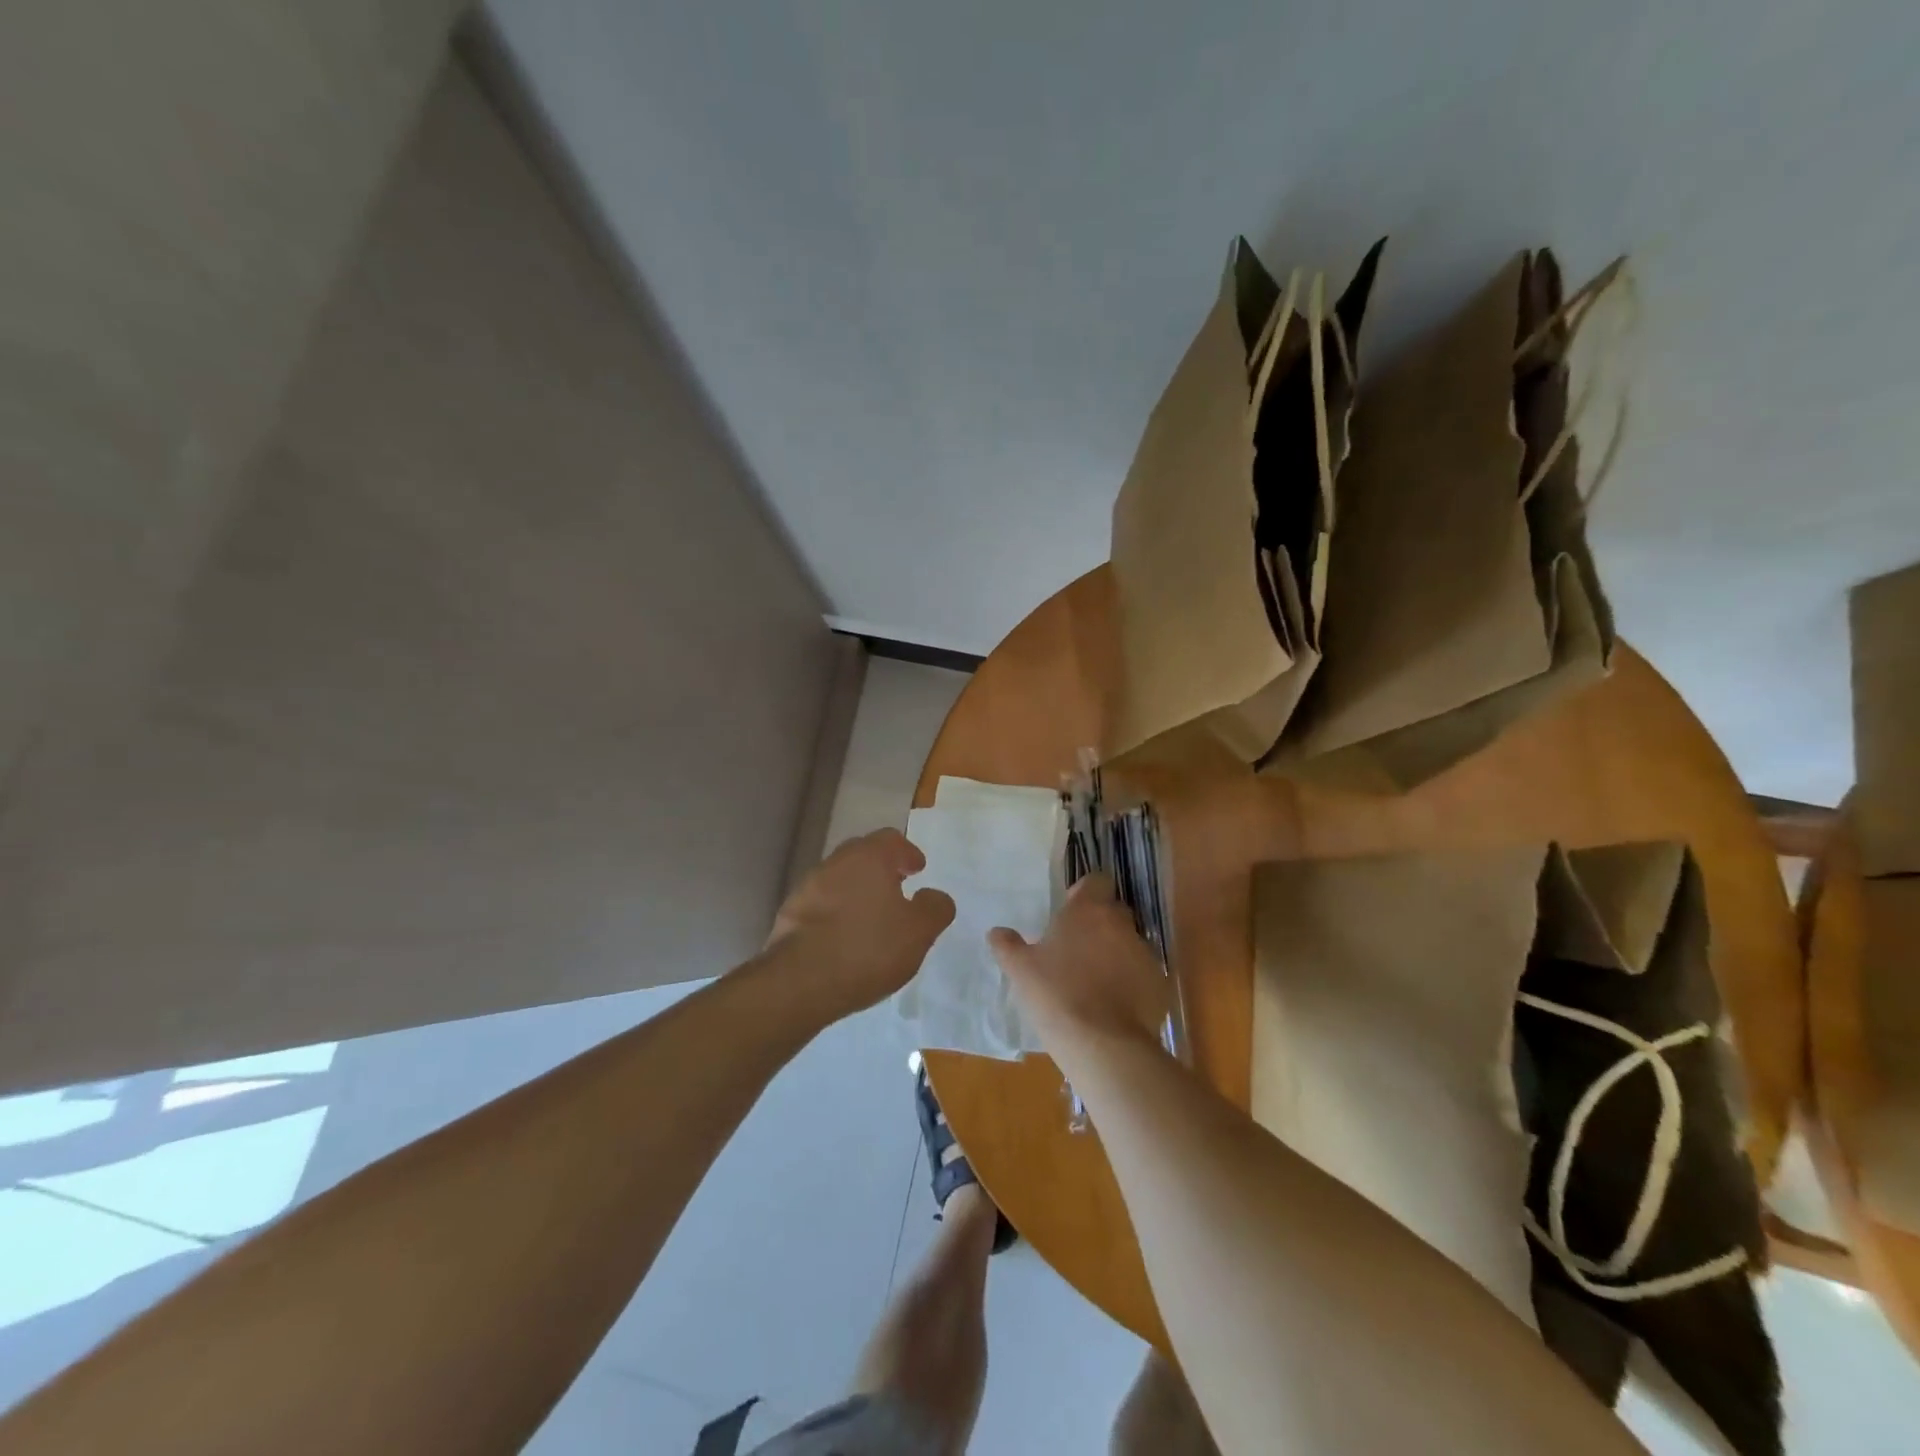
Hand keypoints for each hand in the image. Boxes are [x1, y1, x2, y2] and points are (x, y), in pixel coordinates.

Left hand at [764, 828, 955, 1020]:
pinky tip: (843, 939)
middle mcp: (836, 862)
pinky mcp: (789, 915)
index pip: (891, 840)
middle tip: (896, 889)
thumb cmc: (868, 948)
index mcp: (869, 857)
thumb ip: (934, 909)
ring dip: (856, 892)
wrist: (799, 982)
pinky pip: (820, 905)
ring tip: (870, 919)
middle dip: (880, 869)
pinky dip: (834, 914)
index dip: (907, 853)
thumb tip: (935, 896)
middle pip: (862, 855)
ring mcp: (807, 887)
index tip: (917, 869)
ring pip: (838, 880)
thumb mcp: (918, 932)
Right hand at [989, 874, 1171, 1049]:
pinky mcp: (1159, 984)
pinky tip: (1113, 1006)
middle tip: (1077, 949)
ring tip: (1095, 983)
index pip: (1096, 881)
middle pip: (1114, 911)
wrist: (1104, 1045)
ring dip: (1115, 954)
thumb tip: (997, 932)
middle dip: (1099, 924)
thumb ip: (1008, 946)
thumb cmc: (1057, 996)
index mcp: (1088, 911)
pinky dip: (1131, 982)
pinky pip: (1143, 974)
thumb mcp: (1021, 971)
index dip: (1083, 893)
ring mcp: (1144, 954)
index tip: (1069, 912)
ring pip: (1129, 943)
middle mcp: (1121, 924)